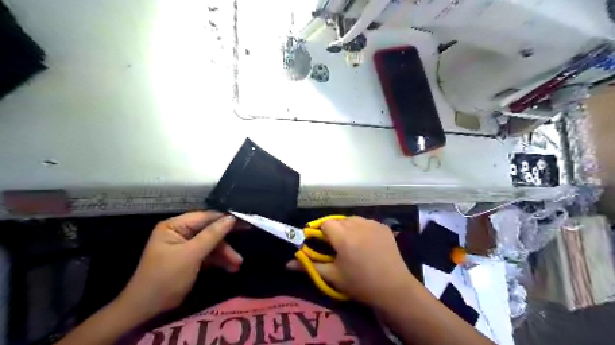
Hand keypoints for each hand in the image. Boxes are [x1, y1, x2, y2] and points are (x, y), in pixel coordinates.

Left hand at [117, 211, 239, 320]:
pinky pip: (208, 254)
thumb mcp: (191, 255)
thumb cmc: (166, 277)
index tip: (245, 220)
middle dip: (226, 240)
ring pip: (211, 243)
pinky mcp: (190, 258)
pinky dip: (219, 260)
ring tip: (237, 264)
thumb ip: (212, 235)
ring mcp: (186, 245)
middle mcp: (181, 232)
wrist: (147, 310)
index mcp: (175, 226)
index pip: (205, 217)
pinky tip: (231, 267)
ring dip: (225, 253)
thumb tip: (232, 217)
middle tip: (248, 235)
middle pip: (210, 230)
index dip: (225, 218)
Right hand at [287, 216, 412, 305]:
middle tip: (338, 247)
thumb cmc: (360, 284)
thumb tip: (287, 263)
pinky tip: (367, 243)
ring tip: (353, 244)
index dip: (322, 233)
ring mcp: (372, 223)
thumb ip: (309, 266)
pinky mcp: (383, 226)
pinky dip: (362, 229)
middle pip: (339, 220)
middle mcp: (357, 224)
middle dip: (335, 230)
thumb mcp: (333, 276)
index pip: (325, 223)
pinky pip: (366, 222)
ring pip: (352, 219)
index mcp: (343, 236)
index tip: (324, 245)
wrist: (394, 288)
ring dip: (348, 228)